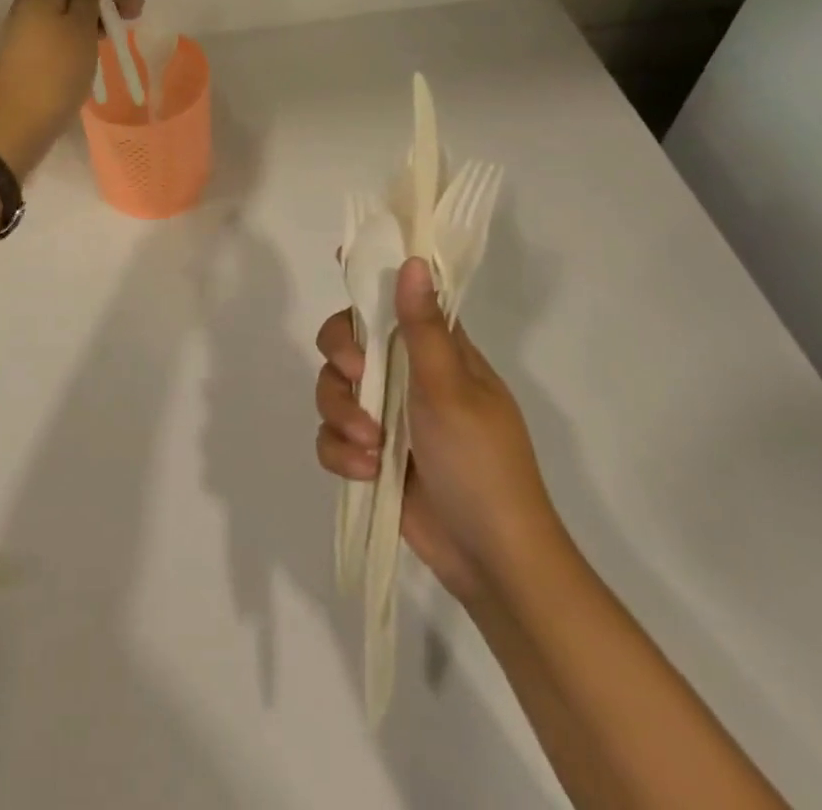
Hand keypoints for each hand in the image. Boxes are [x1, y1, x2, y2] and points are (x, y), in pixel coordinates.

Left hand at [0, 0, 142, 175]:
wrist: (19, 122)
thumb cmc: (54, 70)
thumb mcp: (79, 28)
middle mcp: (33, 4)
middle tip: (136, 6)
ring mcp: (33, 31)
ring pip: (70, 6)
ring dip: (100, 9)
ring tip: (128, 26)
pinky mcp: (38, 55)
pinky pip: (66, 29)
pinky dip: (88, 29)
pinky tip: (107, 42)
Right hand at [315, 258, 562, 605]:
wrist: (490, 559)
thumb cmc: (481, 463)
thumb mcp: (450, 390)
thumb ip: (422, 328)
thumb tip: (412, 261)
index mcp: (438, 352)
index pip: (398, 298)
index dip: (370, 278)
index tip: (340, 262)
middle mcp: (407, 376)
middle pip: (348, 339)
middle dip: (342, 357)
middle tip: (356, 375)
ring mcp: (387, 415)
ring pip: (332, 388)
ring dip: (342, 415)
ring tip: (370, 446)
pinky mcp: (369, 454)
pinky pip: (330, 436)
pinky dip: (341, 452)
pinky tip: (367, 472)